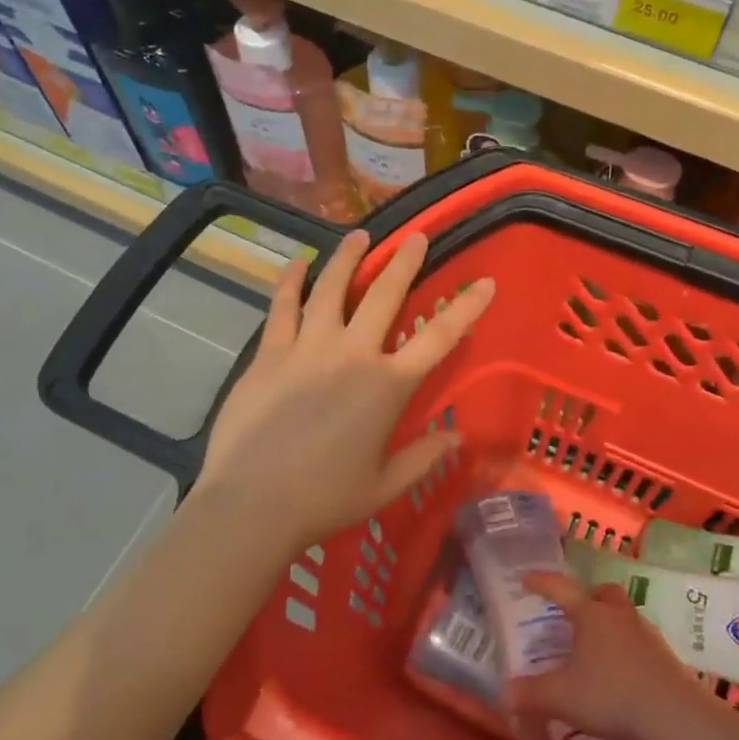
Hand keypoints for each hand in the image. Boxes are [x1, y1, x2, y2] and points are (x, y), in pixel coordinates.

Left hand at [195, 229, 493, 552]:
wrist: (253, 503)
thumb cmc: (325, 498)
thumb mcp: (385, 486)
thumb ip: (424, 457)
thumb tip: (457, 436)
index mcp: (388, 386)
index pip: (439, 337)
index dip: (466, 307)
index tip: (485, 282)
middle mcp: (352, 354)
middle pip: (384, 295)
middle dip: (405, 263)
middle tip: (416, 238)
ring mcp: (308, 347)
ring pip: (332, 288)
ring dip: (348, 258)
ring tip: (359, 235)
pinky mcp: (270, 353)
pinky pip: (283, 306)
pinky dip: (291, 281)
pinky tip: (297, 263)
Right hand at [505, 572, 705, 739]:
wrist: (673, 714)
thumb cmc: (611, 695)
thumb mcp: (562, 697)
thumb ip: (531, 694)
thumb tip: (505, 693)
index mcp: (590, 615)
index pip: (560, 589)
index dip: (541, 582)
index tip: (526, 579)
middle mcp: (618, 615)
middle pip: (603, 592)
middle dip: (588, 597)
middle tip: (575, 614)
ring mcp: (645, 632)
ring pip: (624, 614)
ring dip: (609, 622)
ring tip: (597, 646)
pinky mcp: (664, 654)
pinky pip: (639, 639)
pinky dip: (626, 646)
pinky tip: (621, 671)